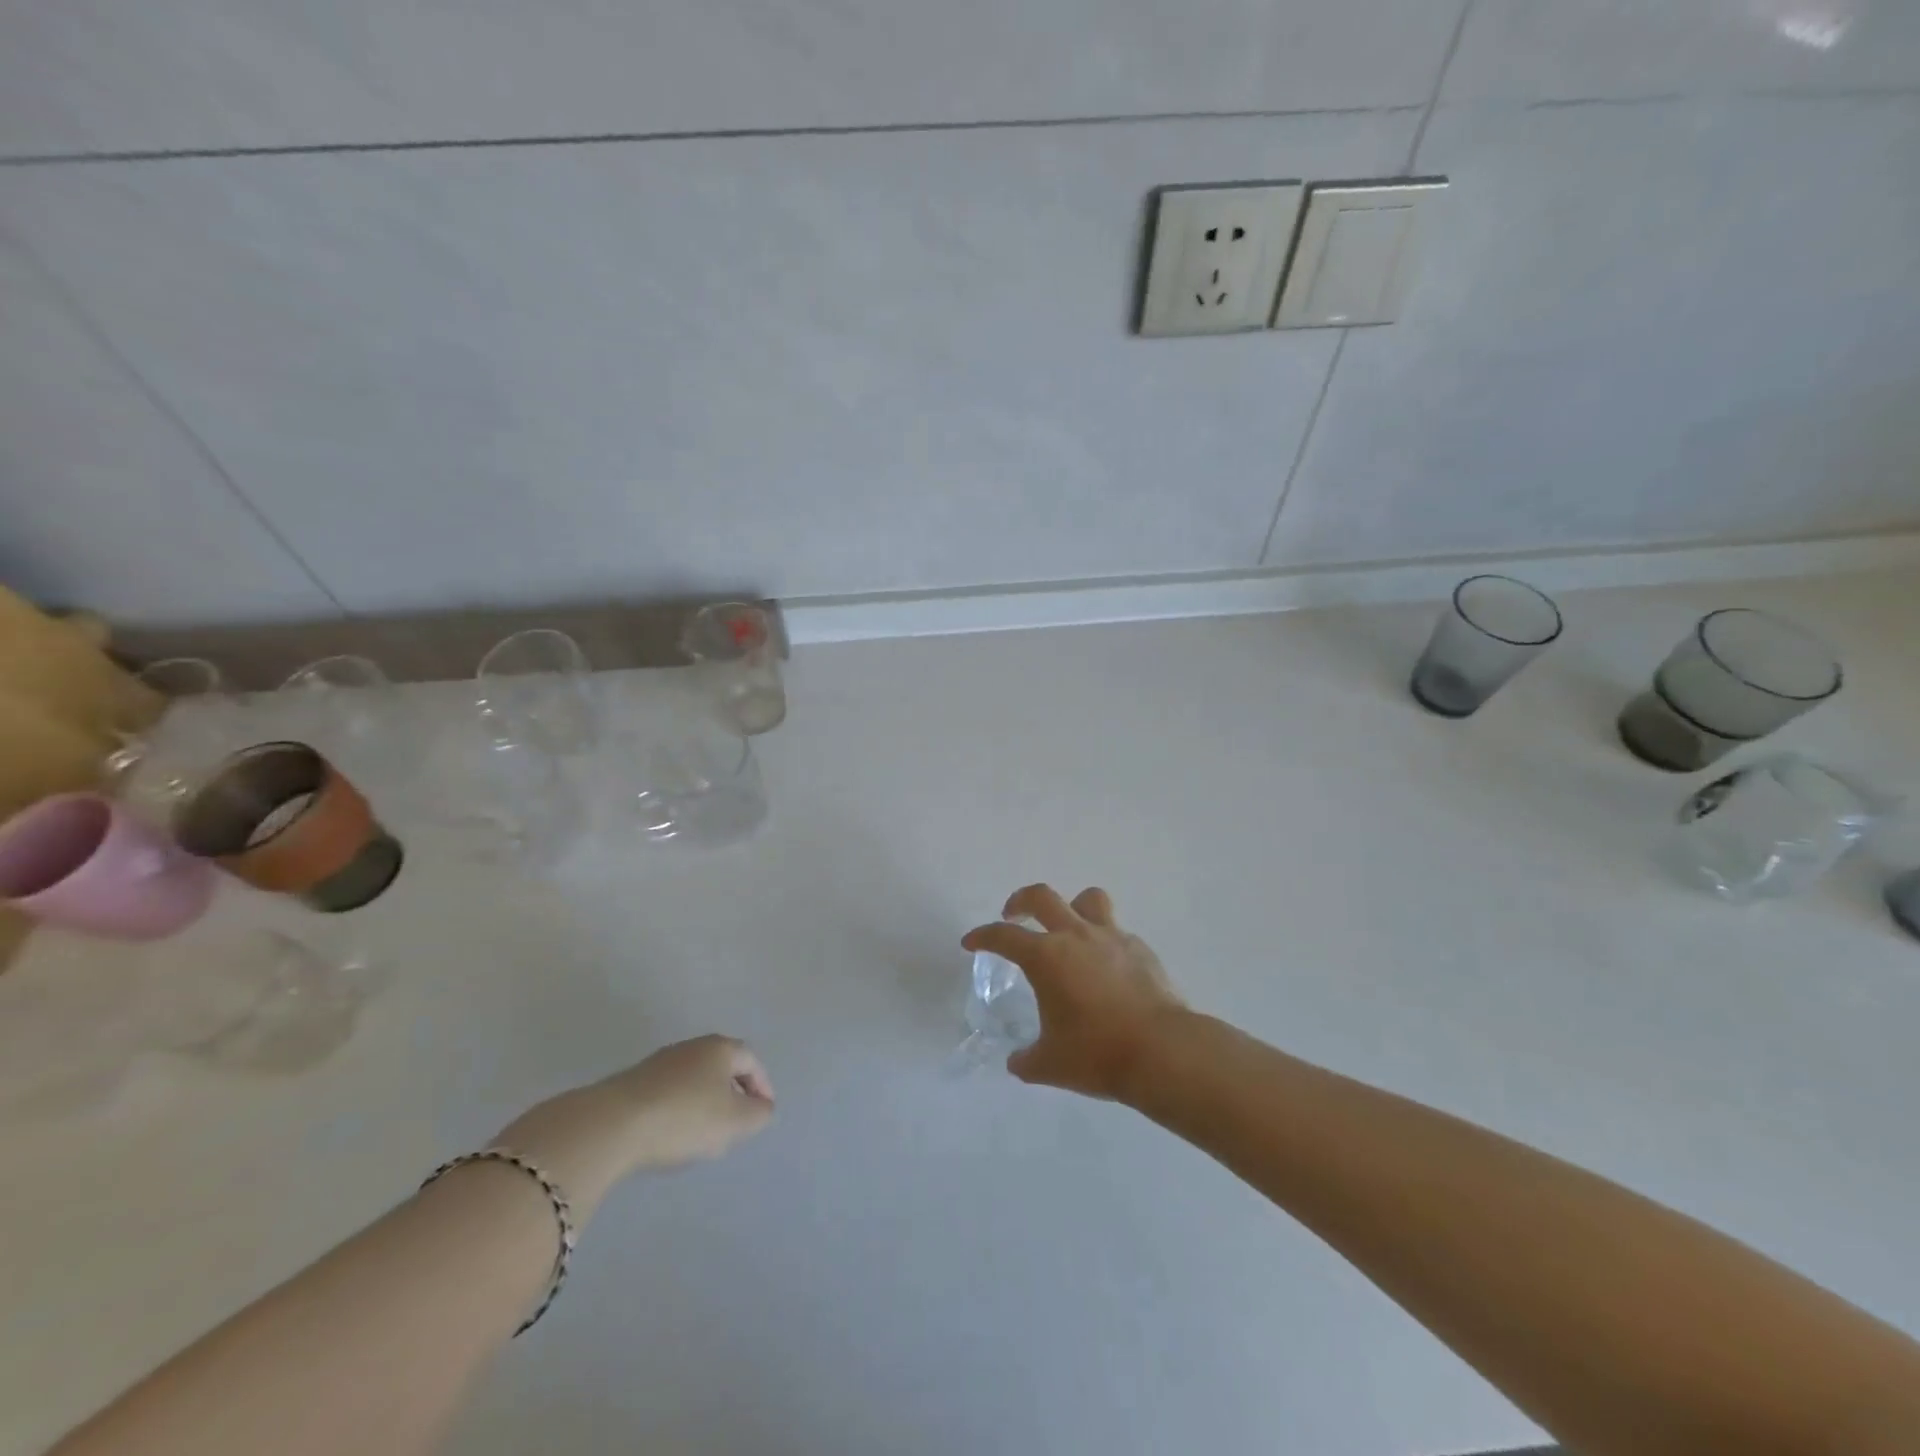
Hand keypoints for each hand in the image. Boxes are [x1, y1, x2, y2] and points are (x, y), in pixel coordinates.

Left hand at [495, 1035, 774, 1214]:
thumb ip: (758, 1114)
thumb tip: (762, 1107)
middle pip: (722, 1067)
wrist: (612, 1124)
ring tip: (704, 1135)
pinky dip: (679, 1110)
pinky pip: (669, 1093)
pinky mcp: (634, 1082)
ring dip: (705, 1103)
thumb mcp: (734, 1121)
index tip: (763, 1112)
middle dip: (733, 1093)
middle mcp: (692, 1046)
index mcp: (720, 1048)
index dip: (762, 1086)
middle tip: (737, 1123)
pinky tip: (671, 1135)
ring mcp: (660, 1062)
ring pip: (694, 1080)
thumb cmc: (685, 1117)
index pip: (751, 1061)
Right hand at [963, 885, 1185, 1101]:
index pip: (1003, 936)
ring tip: (1066, 927)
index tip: (971, 942)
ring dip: (1070, 906)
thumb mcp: (1050, 1064)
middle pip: (1042, 897)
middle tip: (1013, 915)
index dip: (982, 936)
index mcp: (1046, 957)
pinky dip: (1102, 938)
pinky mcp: (1140, 948)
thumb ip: (1027, 1060)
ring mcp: (1111, 937)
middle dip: (1020, 901)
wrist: (1162, 1051)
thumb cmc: (1098, 1054)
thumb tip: (1017, 1062)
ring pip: (1087, 899)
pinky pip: (1115, 930)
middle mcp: (1075, 936)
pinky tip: (1103, 965)